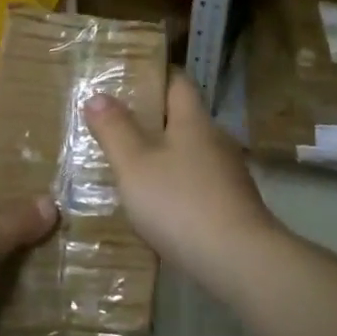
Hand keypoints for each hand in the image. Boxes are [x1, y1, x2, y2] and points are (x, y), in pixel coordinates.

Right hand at [84, 70, 280, 291]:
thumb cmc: (180, 202)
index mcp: (193, 120)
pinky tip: (157, 205)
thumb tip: (97, 95)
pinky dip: (176, 185)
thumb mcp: (134, 164)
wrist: (239, 260)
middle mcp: (215, 139)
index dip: (154, 75)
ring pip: (190, 153)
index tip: (127, 76)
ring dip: (163, 155)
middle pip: (182, 118)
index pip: (177, 81)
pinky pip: (197, 183)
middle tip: (115, 125)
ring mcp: (227, 174)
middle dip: (152, 119)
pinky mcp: (232, 205)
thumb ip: (114, 129)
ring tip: (130, 166)